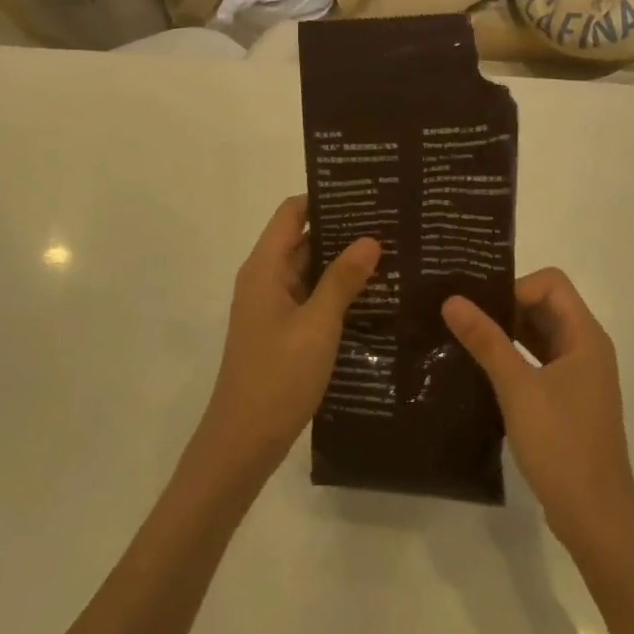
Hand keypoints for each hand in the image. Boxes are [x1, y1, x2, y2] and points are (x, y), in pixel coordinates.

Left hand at [194, 196, 379, 485]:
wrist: (244, 441)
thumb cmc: (278, 376)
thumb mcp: (317, 325)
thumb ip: (342, 280)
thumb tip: (370, 239)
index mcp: (264, 267)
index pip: (292, 213)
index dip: (323, 198)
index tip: (364, 192)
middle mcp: (264, 278)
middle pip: (301, 238)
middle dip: (341, 229)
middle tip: (389, 223)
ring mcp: (271, 306)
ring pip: (307, 269)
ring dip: (340, 262)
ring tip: (389, 253)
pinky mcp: (280, 330)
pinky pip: (308, 296)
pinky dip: (334, 290)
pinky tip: (370, 295)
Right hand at [443, 269, 633, 553]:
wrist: (596, 519)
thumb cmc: (562, 445)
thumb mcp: (517, 388)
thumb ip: (486, 340)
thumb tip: (451, 299)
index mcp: (585, 337)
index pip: (551, 284)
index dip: (516, 286)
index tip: (482, 307)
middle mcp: (586, 349)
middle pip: (544, 306)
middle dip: (504, 306)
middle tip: (460, 314)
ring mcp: (578, 377)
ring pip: (538, 335)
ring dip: (506, 333)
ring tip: (463, 337)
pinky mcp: (568, 401)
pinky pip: (537, 362)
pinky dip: (512, 358)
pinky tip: (480, 370)